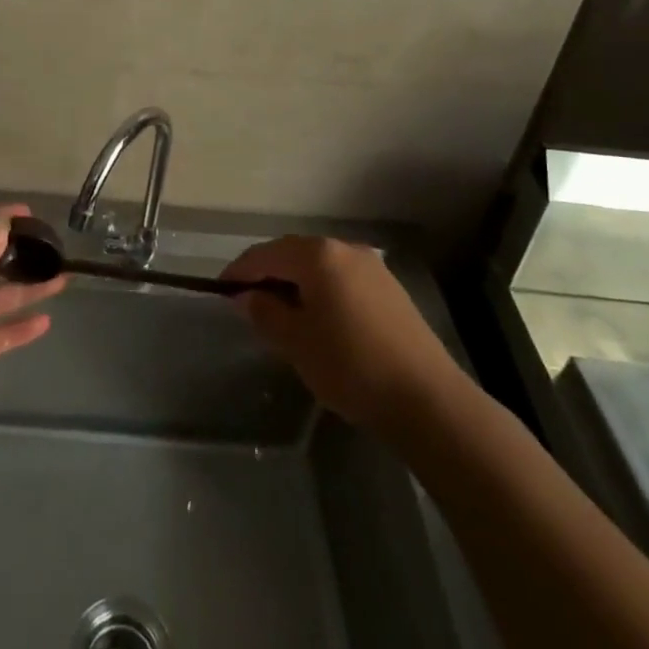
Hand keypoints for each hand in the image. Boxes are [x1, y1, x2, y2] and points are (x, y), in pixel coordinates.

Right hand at [221, 236, 460, 435]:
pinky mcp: (390, 290)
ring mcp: (372, 267)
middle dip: (268, 274)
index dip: (240, 271)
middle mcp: (345, 249)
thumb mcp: (295, 342)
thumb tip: (247, 295)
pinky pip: (342, 280)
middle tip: (247, 301)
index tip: (221, 289)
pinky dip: (322, 291)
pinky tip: (318, 320)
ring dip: (296, 283)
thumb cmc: (349, 365)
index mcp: (318, 255)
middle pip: (294, 254)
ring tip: (280, 313)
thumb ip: (264, 312)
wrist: (426, 399)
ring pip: (320, 266)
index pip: (266, 254)